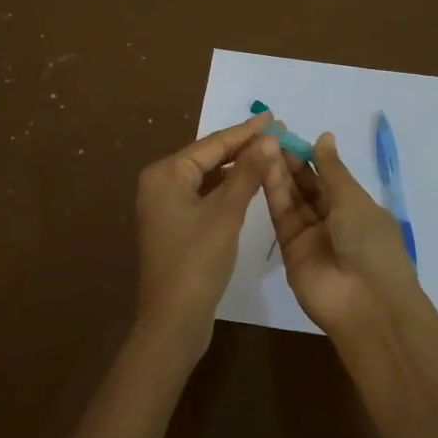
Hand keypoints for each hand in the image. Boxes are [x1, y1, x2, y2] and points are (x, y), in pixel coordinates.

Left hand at [134, 115, 274, 363]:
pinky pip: (204, 195)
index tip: (274, 117)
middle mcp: (160, 184)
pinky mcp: (175, 225)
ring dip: (237, 167)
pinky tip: (250, 184)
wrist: (174, 320)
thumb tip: (269, 138)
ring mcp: (165, 206)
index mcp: (165, 174)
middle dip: (242, 146)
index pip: (212, 144)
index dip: (246, 131)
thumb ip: (248, 172)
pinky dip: (227, 188)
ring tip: (269, 153)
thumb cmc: (197, 261)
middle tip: (277, 133)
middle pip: (208, 157)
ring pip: (207, 176)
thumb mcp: (226, 213)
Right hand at [260, 131, 422, 337]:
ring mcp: (312, 237)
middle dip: (291, 162)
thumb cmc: (370, 243)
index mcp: (358, 208)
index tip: (289, 135)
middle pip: (308, 187)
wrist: (365, 304)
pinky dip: (273, 193)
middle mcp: (334, 221)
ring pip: (293, 199)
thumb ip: (332, 169)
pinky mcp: (291, 250)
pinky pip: (282, 217)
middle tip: (269, 137)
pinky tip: (262, 168)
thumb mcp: (354, 200)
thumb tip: (324, 137)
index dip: (311, 156)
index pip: (330, 177)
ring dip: (279, 173)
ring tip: (261, 147)